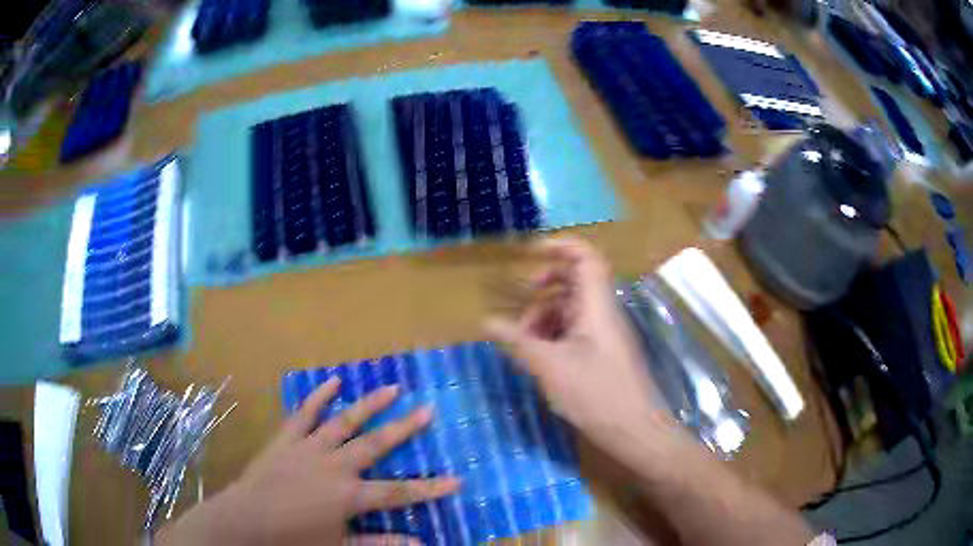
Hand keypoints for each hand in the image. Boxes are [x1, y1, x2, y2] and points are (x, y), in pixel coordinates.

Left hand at [155, 379, 459, 545]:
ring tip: (392, 387)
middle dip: (405, 428)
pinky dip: (318, 396)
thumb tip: (419, 544)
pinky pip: (305, 414)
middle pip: (377, 444)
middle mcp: (336, 466)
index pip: (400, 492)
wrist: (247, 522)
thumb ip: (379, 543)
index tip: (458, 479)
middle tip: (428, 408)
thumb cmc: (295, 539)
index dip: (431, 488)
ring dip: (369, 404)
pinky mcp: (287, 439)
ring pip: (345, 421)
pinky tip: (333, 381)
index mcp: (350, 496)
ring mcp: (310, 448)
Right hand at [485, 237, 675, 459]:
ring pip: (574, 308)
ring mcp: (605, 334)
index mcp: (597, 306)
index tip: (531, 254)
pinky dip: (555, 335)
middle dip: (546, 285)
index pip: (586, 257)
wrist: (635, 430)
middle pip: (577, 281)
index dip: (560, 247)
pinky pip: (577, 331)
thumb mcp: (550, 367)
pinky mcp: (604, 354)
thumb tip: (487, 322)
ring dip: (547, 315)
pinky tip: (539, 357)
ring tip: (526, 340)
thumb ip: (518, 341)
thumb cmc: (596, 394)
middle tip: (525, 297)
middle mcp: (604, 313)